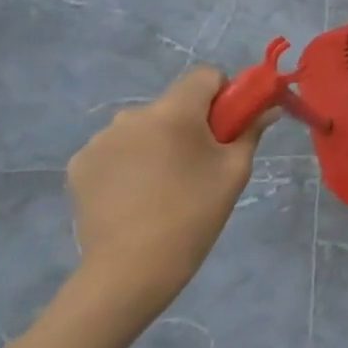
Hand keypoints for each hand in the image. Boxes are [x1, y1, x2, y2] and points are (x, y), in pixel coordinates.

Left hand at [66, 67, 269, 328]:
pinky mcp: (79, 165)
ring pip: (143, 126)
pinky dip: (129, 161)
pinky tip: (134, 194)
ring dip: (157, 141)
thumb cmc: (193, 215)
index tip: (227, 127)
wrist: (130, 272)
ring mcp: (100, 141)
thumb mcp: (234, 170)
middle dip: (190, 122)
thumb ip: (251, 130)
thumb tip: (268, 109)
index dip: (223, 94)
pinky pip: (116, 148)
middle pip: (173, 103)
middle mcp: (132, 116)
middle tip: (199, 163)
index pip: (205, 75)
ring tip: (163, 184)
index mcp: (174, 112)